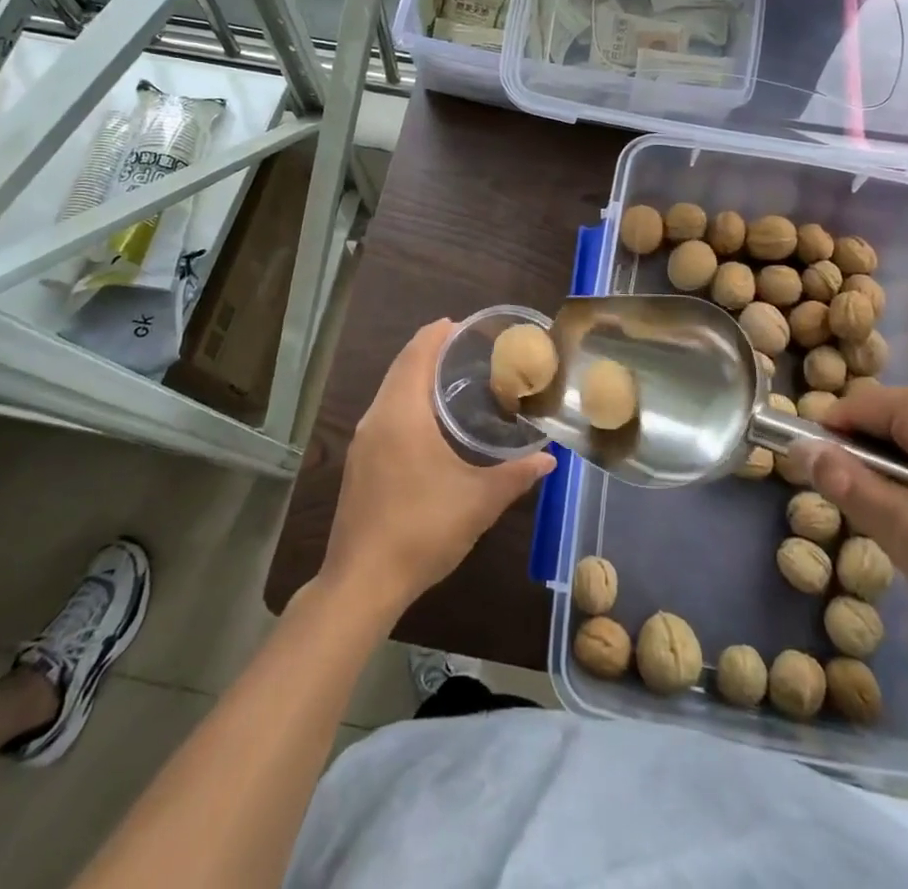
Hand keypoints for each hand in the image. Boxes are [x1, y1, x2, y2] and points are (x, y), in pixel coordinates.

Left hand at [320, 319, 554, 617]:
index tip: (464, 325)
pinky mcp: (358, 463)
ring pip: (390, 391)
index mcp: (402, 414)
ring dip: (416, 376)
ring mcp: (362, 442)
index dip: (437, 334)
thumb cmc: (422, 530)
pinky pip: (384, 413)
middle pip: (401, 367)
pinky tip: (429, 420)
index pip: (416, 355)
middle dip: (429, 350)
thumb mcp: (479, 502)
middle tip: (467, 347)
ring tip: (453, 377)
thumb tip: (549, 459)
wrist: (362, 582)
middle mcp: (376, 418)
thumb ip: (516, 475)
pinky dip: (406, 399)